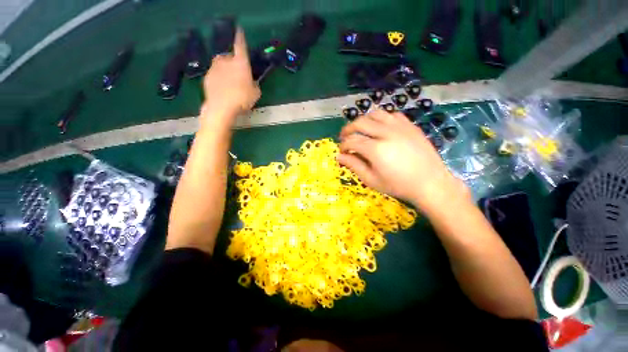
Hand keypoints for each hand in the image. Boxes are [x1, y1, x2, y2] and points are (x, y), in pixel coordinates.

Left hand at [201, 28, 260, 124]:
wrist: (221, 107)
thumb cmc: (242, 99)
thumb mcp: (256, 93)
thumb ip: (254, 84)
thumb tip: (252, 83)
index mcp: (240, 62)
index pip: (240, 45)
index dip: (240, 37)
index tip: (239, 30)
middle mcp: (226, 60)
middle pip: (230, 57)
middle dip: (233, 62)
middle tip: (238, 74)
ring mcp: (214, 68)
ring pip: (221, 65)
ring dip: (225, 70)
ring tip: (230, 84)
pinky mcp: (207, 76)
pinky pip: (215, 74)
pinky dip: (219, 78)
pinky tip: (222, 89)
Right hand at [338, 109, 469, 216]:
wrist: (430, 183)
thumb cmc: (398, 185)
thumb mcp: (371, 180)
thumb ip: (354, 165)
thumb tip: (339, 156)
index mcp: (375, 149)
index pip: (351, 141)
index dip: (343, 146)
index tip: (342, 151)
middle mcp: (386, 133)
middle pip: (360, 122)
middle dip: (348, 129)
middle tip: (344, 137)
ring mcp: (400, 127)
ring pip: (375, 114)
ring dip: (363, 121)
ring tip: (360, 130)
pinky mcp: (410, 126)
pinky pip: (391, 115)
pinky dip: (381, 119)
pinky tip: (380, 128)